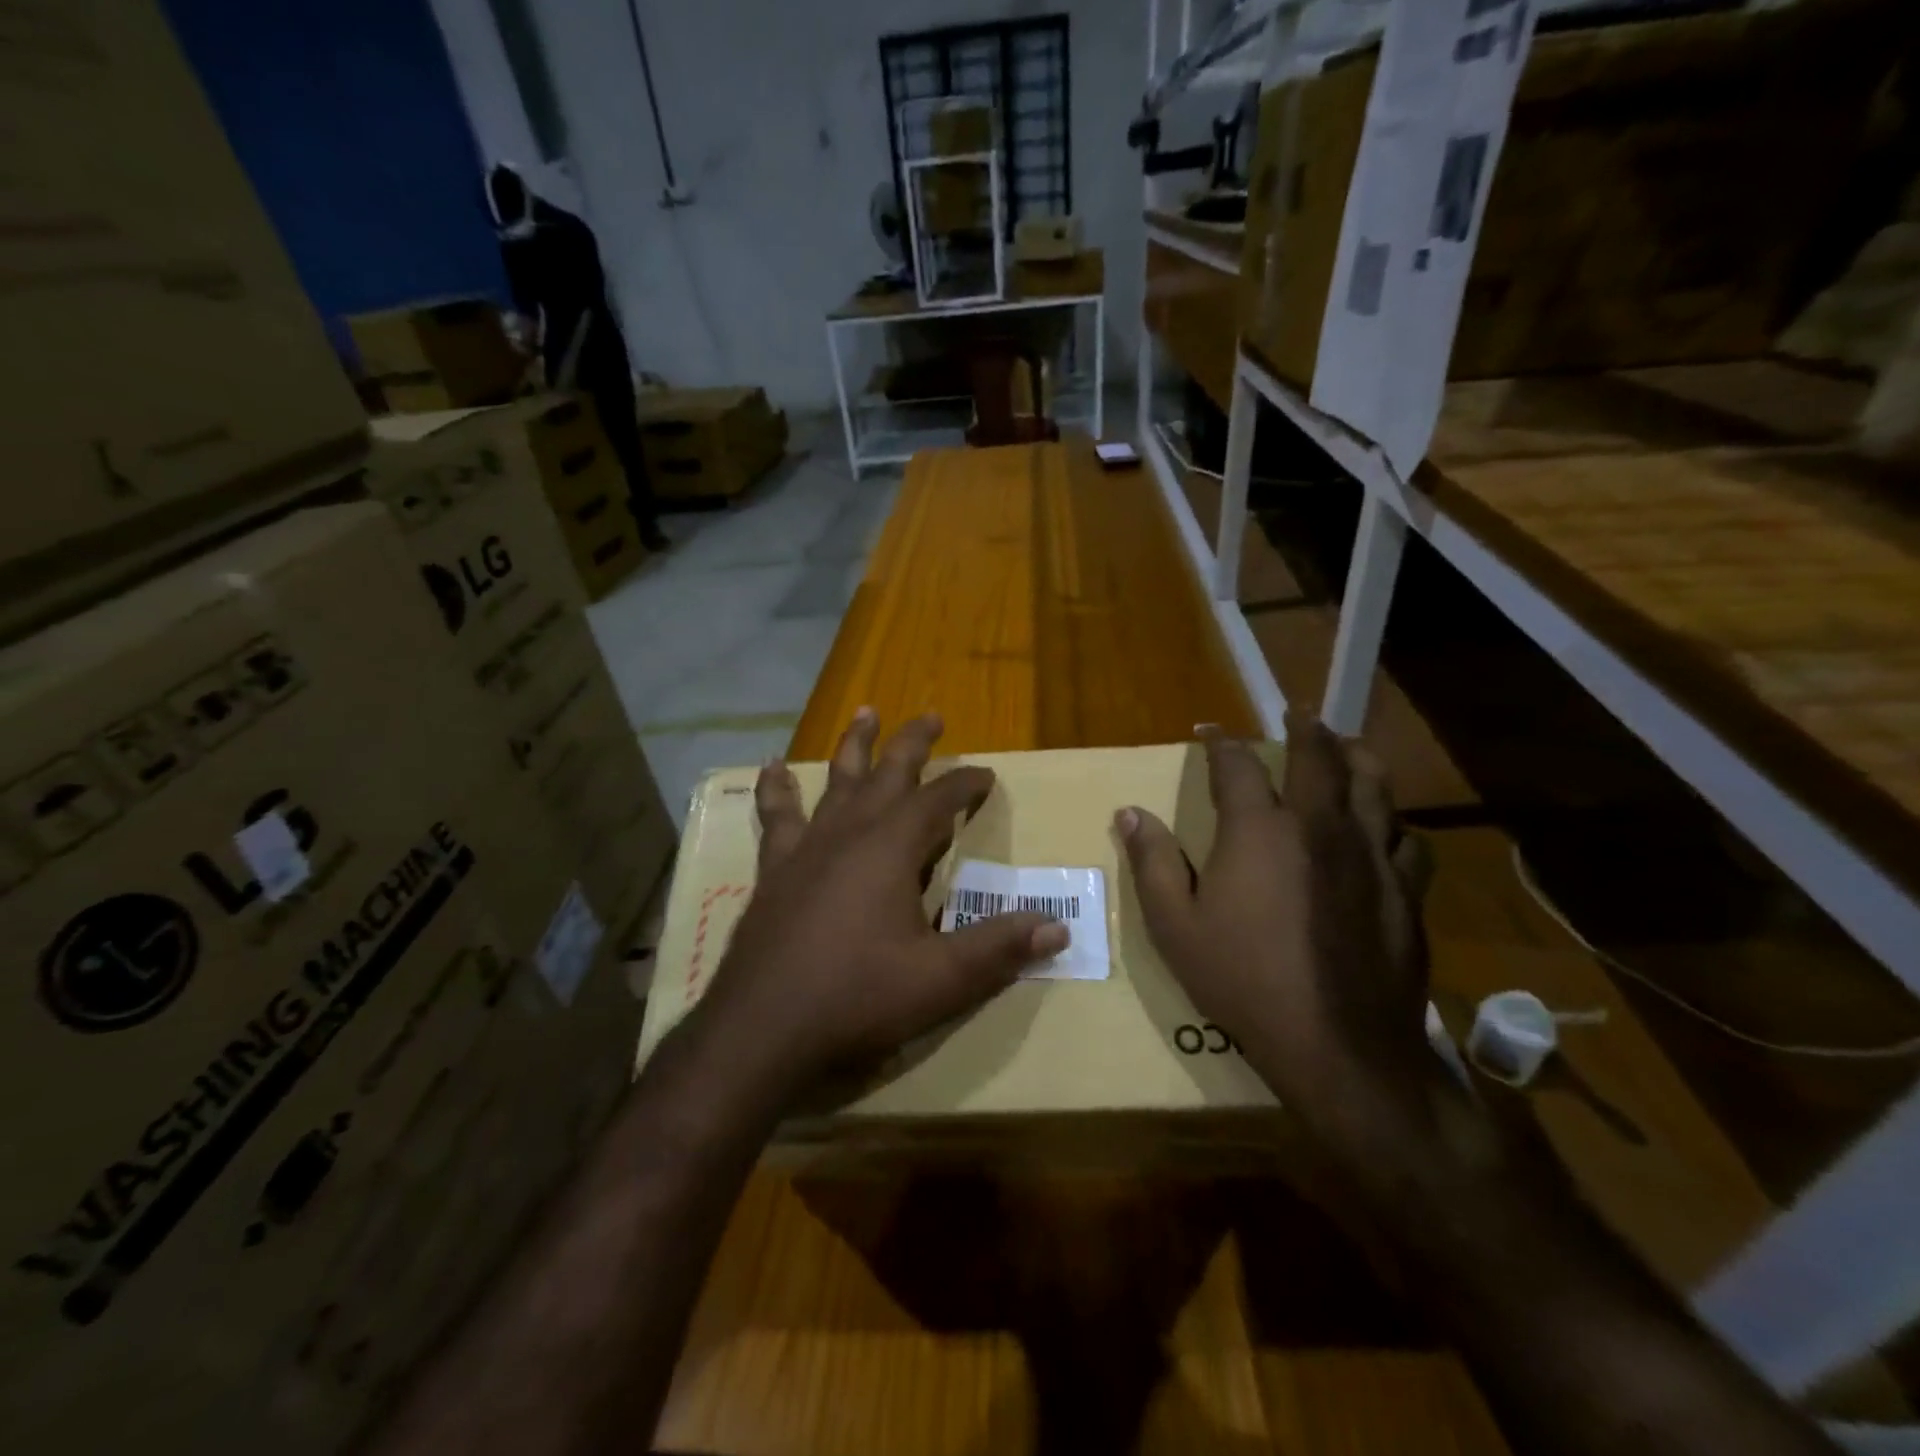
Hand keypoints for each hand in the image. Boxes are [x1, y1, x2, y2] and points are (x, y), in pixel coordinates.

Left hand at [696, 710, 1068, 1100]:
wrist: (762, 1029)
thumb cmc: (856, 998)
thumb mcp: (940, 980)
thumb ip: (998, 949)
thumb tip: (1059, 927)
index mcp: (891, 848)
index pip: (939, 800)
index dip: (966, 784)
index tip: (986, 773)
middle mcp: (849, 833)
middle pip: (888, 773)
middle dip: (914, 743)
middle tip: (932, 715)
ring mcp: (807, 847)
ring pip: (836, 781)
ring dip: (854, 745)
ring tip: (865, 711)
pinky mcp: (776, 870)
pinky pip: (777, 817)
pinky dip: (778, 790)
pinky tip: (772, 769)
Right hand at [1115, 714, 1433, 1144]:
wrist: (1338, 1046)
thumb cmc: (1243, 980)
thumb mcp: (1174, 925)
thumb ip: (1152, 862)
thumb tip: (1129, 812)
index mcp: (1260, 831)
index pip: (1237, 766)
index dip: (1221, 743)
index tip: (1210, 731)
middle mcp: (1320, 827)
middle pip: (1318, 758)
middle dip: (1304, 729)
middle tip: (1297, 712)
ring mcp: (1371, 856)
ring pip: (1374, 786)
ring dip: (1356, 758)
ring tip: (1347, 746)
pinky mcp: (1405, 891)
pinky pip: (1406, 838)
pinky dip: (1392, 820)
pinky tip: (1386, 825)